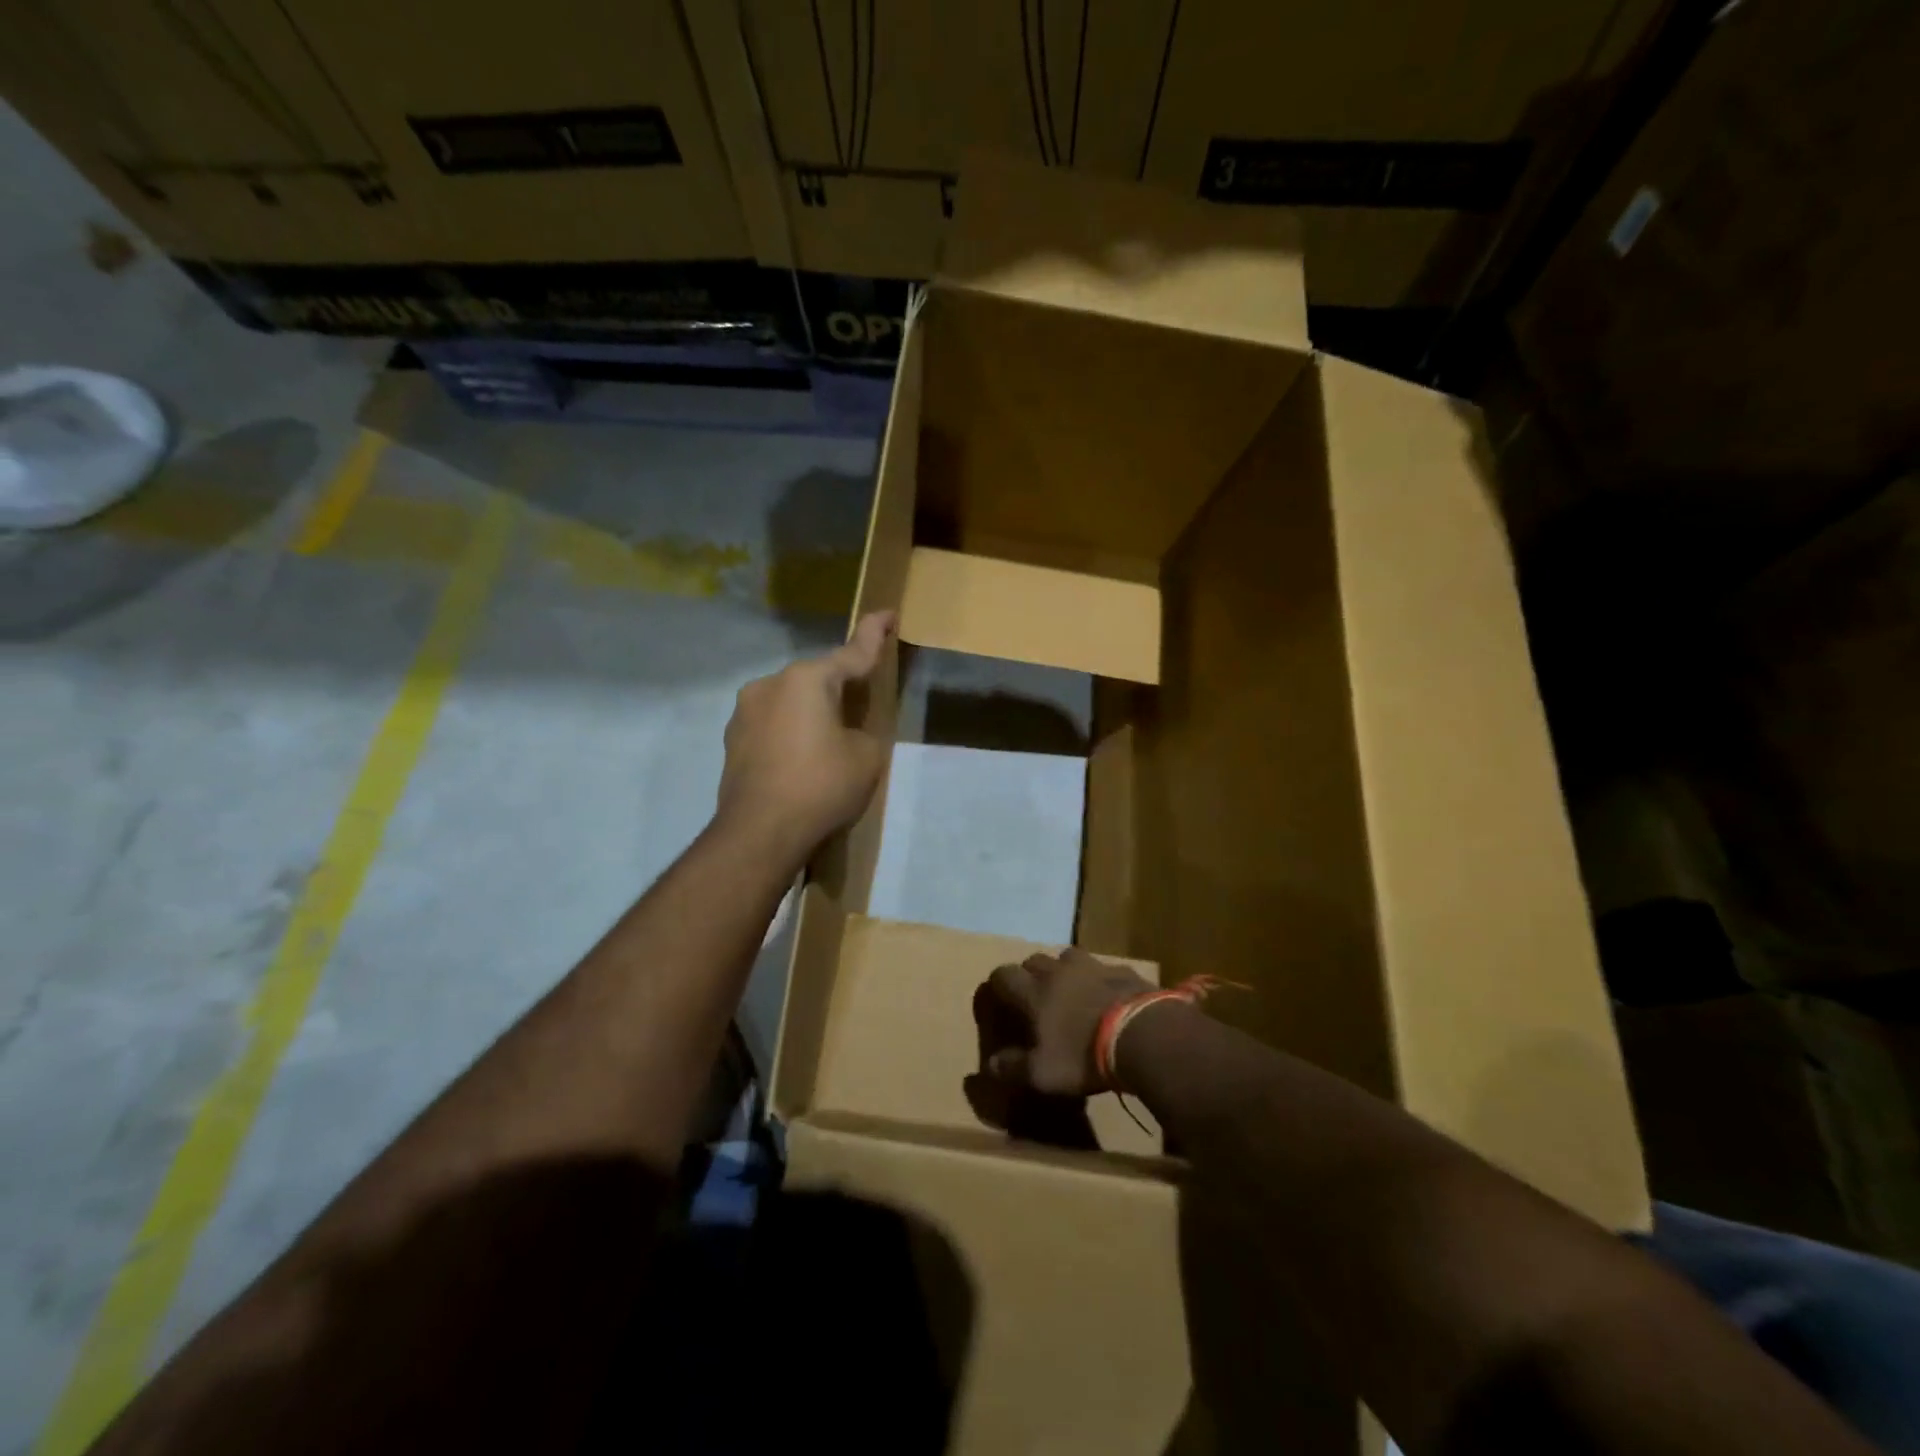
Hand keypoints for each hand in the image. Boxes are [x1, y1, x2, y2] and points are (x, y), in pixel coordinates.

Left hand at [716, 611, 894, 858]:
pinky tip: (800, 759)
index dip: (874, 633)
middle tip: (863, 706)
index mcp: (808, 679)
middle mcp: (771, 683)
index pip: (852, 651)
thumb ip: (864, 729)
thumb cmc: (822, 787)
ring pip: (791, 700)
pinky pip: (773, 723)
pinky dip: (791, 732)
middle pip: (817, 678)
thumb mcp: (866, 756)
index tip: (887, 613)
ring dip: (812, 712)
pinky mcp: (733, 738)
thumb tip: (848, 729)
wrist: (759, 833)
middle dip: (840, 686)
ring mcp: (745, 710)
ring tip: (829, 743)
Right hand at [970, 948, 1154, 1104]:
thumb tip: (990, 1065)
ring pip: (1068, 956)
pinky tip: (1106, 996)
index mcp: (1034, 992)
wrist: (1142, 1034)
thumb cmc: (1084, 1055)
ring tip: (1070, 990)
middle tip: (1035, 997)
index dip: (998, 984)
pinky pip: (1103, 968)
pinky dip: (1098, 979)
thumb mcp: (1043, 1074)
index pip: (1004, 975)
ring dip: (1064, 970)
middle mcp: (1058, 972)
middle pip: (1034, 960)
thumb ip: (1013, 1068)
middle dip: (1030, 974)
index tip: (999, 998)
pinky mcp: (1122, 970)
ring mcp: (1092, 966)